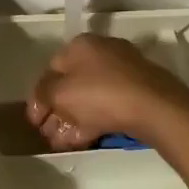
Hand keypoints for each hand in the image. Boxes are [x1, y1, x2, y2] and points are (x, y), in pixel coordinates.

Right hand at [26, 34, 188, 151]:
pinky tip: (80, 140)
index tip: (34, 120)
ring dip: (71, 120)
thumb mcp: (60, 93)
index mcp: (81, 45)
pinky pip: (107, 106)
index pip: (51, 68)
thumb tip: (41, 100)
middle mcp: (102, 52)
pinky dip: (91, 121)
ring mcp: (123, 72)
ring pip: (89, 97)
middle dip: (55, 111)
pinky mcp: (137, 92)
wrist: (154, 107)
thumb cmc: (100, 94)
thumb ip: (43, 94)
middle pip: (71, 84)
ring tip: (60, 143)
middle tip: (47, 134)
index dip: (38, 96)